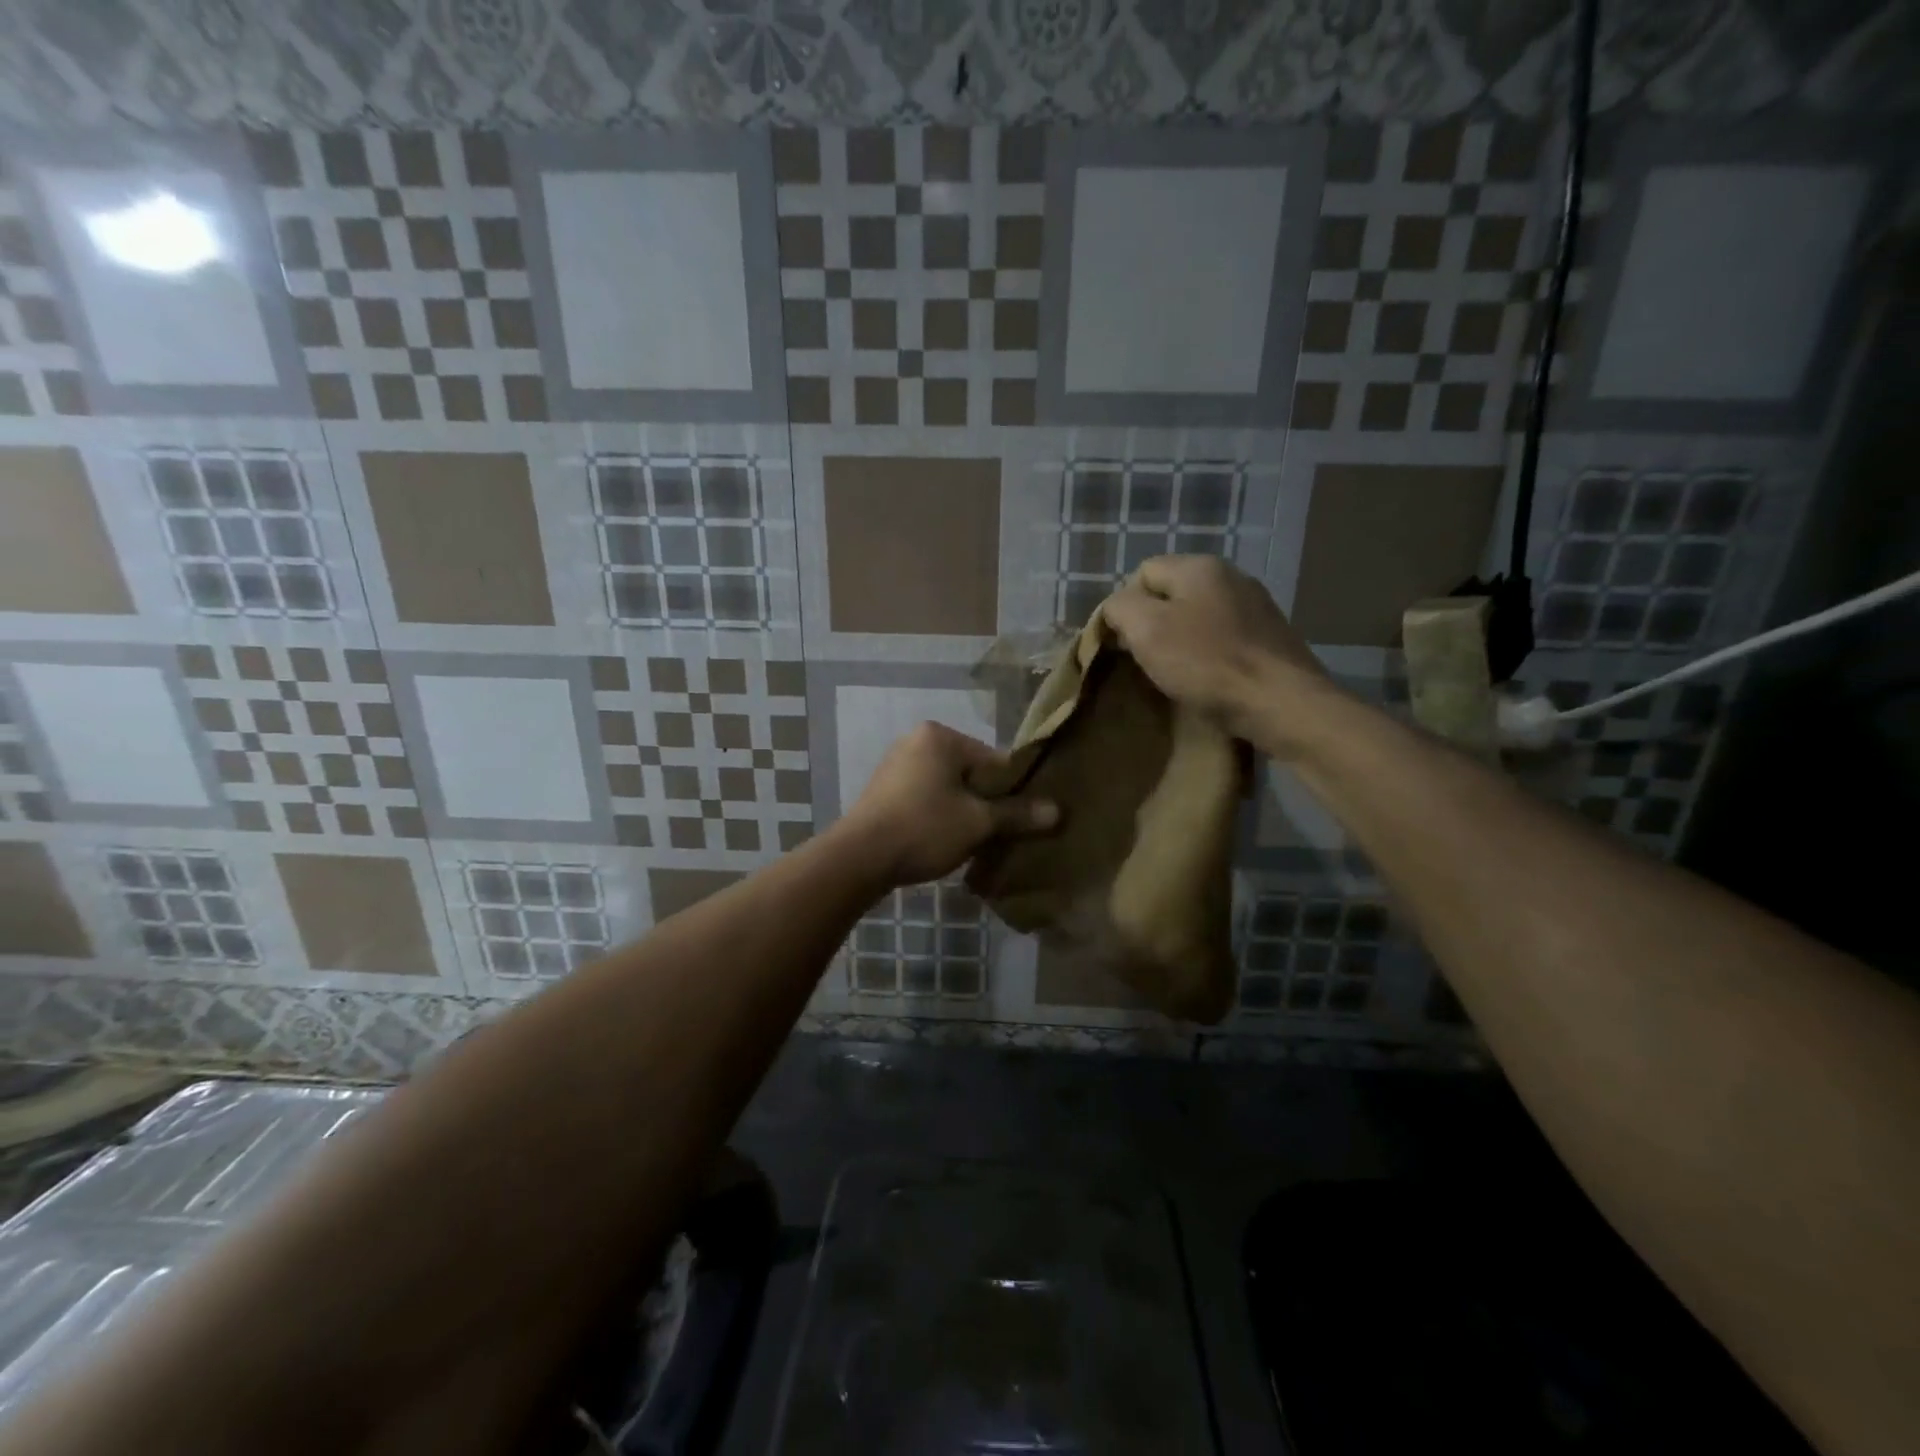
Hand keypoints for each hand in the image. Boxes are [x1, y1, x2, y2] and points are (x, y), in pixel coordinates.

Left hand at [840, 722, 1058, 887]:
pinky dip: (938, 816)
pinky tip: (942, 841)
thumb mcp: (978, 823)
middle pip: (970, 773)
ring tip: (971, 842)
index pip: (994, 760)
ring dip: (962, 812)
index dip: (1012, 791)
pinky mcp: (883, 790)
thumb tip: (1058, 811)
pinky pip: (924, 798)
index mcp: (940, 736)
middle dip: (985, 802)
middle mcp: (916, 741)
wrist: (859, 858)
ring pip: (947, 788)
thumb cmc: (924, 829)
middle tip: (997, 834)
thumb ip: (1018, 814)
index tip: (1022, 820)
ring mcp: (895, 765)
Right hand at [1102, 556, 1330, 747]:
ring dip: (1180, 643)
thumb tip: (1116, 608)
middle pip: (1172, 595)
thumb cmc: (1207, 663)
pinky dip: (1207, 656)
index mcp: (1200, 567)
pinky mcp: (1270, 639)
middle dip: (1152, 625)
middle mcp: (1232, 577)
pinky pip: (1223, 639)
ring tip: (1173, 675)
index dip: (1124, 605)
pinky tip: (1206, 680)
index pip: (1142, 573)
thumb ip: (1120, 608)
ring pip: (1198, 618)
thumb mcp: (1146, 630)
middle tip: (1144, 661)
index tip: (1121, 643)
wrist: (1282, 704)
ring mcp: (1256, 608)